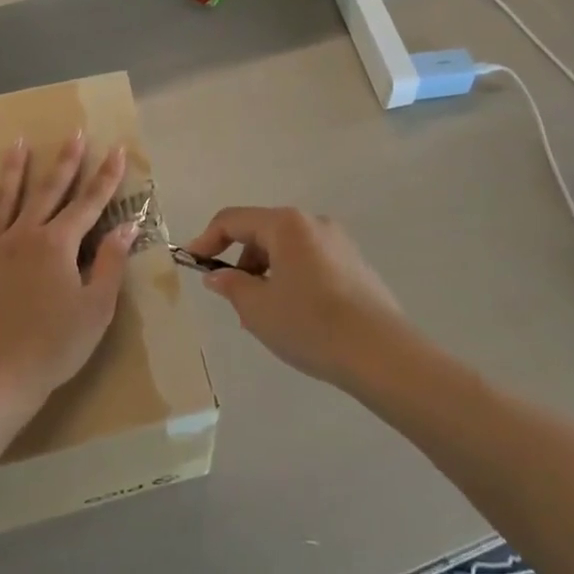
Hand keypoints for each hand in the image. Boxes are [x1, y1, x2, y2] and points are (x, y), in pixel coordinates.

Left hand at [0, 135, 132, 410]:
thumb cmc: (52, 347)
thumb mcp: (96, 309)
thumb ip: (111, 264)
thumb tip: (126, 226)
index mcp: (59, 245)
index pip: (90, 203)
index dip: (106, 177)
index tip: (116, 150)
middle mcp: (24, 235)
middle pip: (49, 191)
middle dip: (65, 162)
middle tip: (74, 133)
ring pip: (4, 200)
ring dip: (13, 170)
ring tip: (18, 142)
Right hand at [186, 207, 406, 389]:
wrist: (381, 353)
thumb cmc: (310, 324)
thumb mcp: (258, 309)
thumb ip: (231, 286)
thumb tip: (218, 275)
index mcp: (286, 224)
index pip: (233, 220)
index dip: (207, 239)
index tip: (192, 264)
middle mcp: (313, 223)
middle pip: (262, 232)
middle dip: (241, 261)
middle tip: (234, 300)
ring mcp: (339, 242)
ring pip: (287, 249)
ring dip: (267, 273)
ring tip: (265, 315)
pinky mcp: (356, 265)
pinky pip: (310, 262)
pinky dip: (292, 279)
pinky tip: (297, 316)